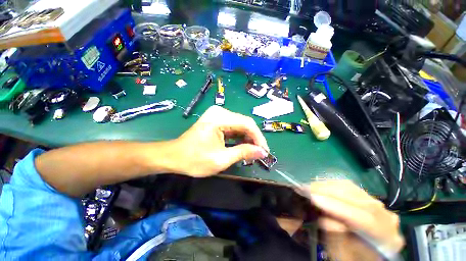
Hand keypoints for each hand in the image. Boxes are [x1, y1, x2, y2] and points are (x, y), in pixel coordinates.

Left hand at [171, 106, 268, 176]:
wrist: (174, 156)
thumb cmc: (194, 159)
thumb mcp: (221, 159)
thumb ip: (243, 153)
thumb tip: (262, 152)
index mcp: (219, 118)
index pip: (247, 124)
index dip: (258, 138)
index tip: (264, 151)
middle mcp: (220, 112)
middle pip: (245, 123)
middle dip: (254, 138)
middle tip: (259, 153)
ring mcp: (218, 115)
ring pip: (240, 125)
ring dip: (247, 138)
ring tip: (252, 152)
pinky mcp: (217, 120)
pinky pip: (234, 127)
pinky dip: (240, 137)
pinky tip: (243, 146)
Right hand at [300, 180, 403, 260]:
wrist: (361, 253)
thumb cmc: (351, 257)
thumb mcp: (341, 256)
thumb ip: (337, 240)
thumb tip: (327, 219)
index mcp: (387, 239)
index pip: (366, 220)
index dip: (339, 208)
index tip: (314, 199)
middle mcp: (387, 219)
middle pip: (360, 200)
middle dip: (330, 193)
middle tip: (307, 189)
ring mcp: (378, 205)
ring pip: (354, 190)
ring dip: (329, 187)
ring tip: (310, 188)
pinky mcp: (367, 198)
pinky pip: (349, 187)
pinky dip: (332, 185)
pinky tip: (320, 187)